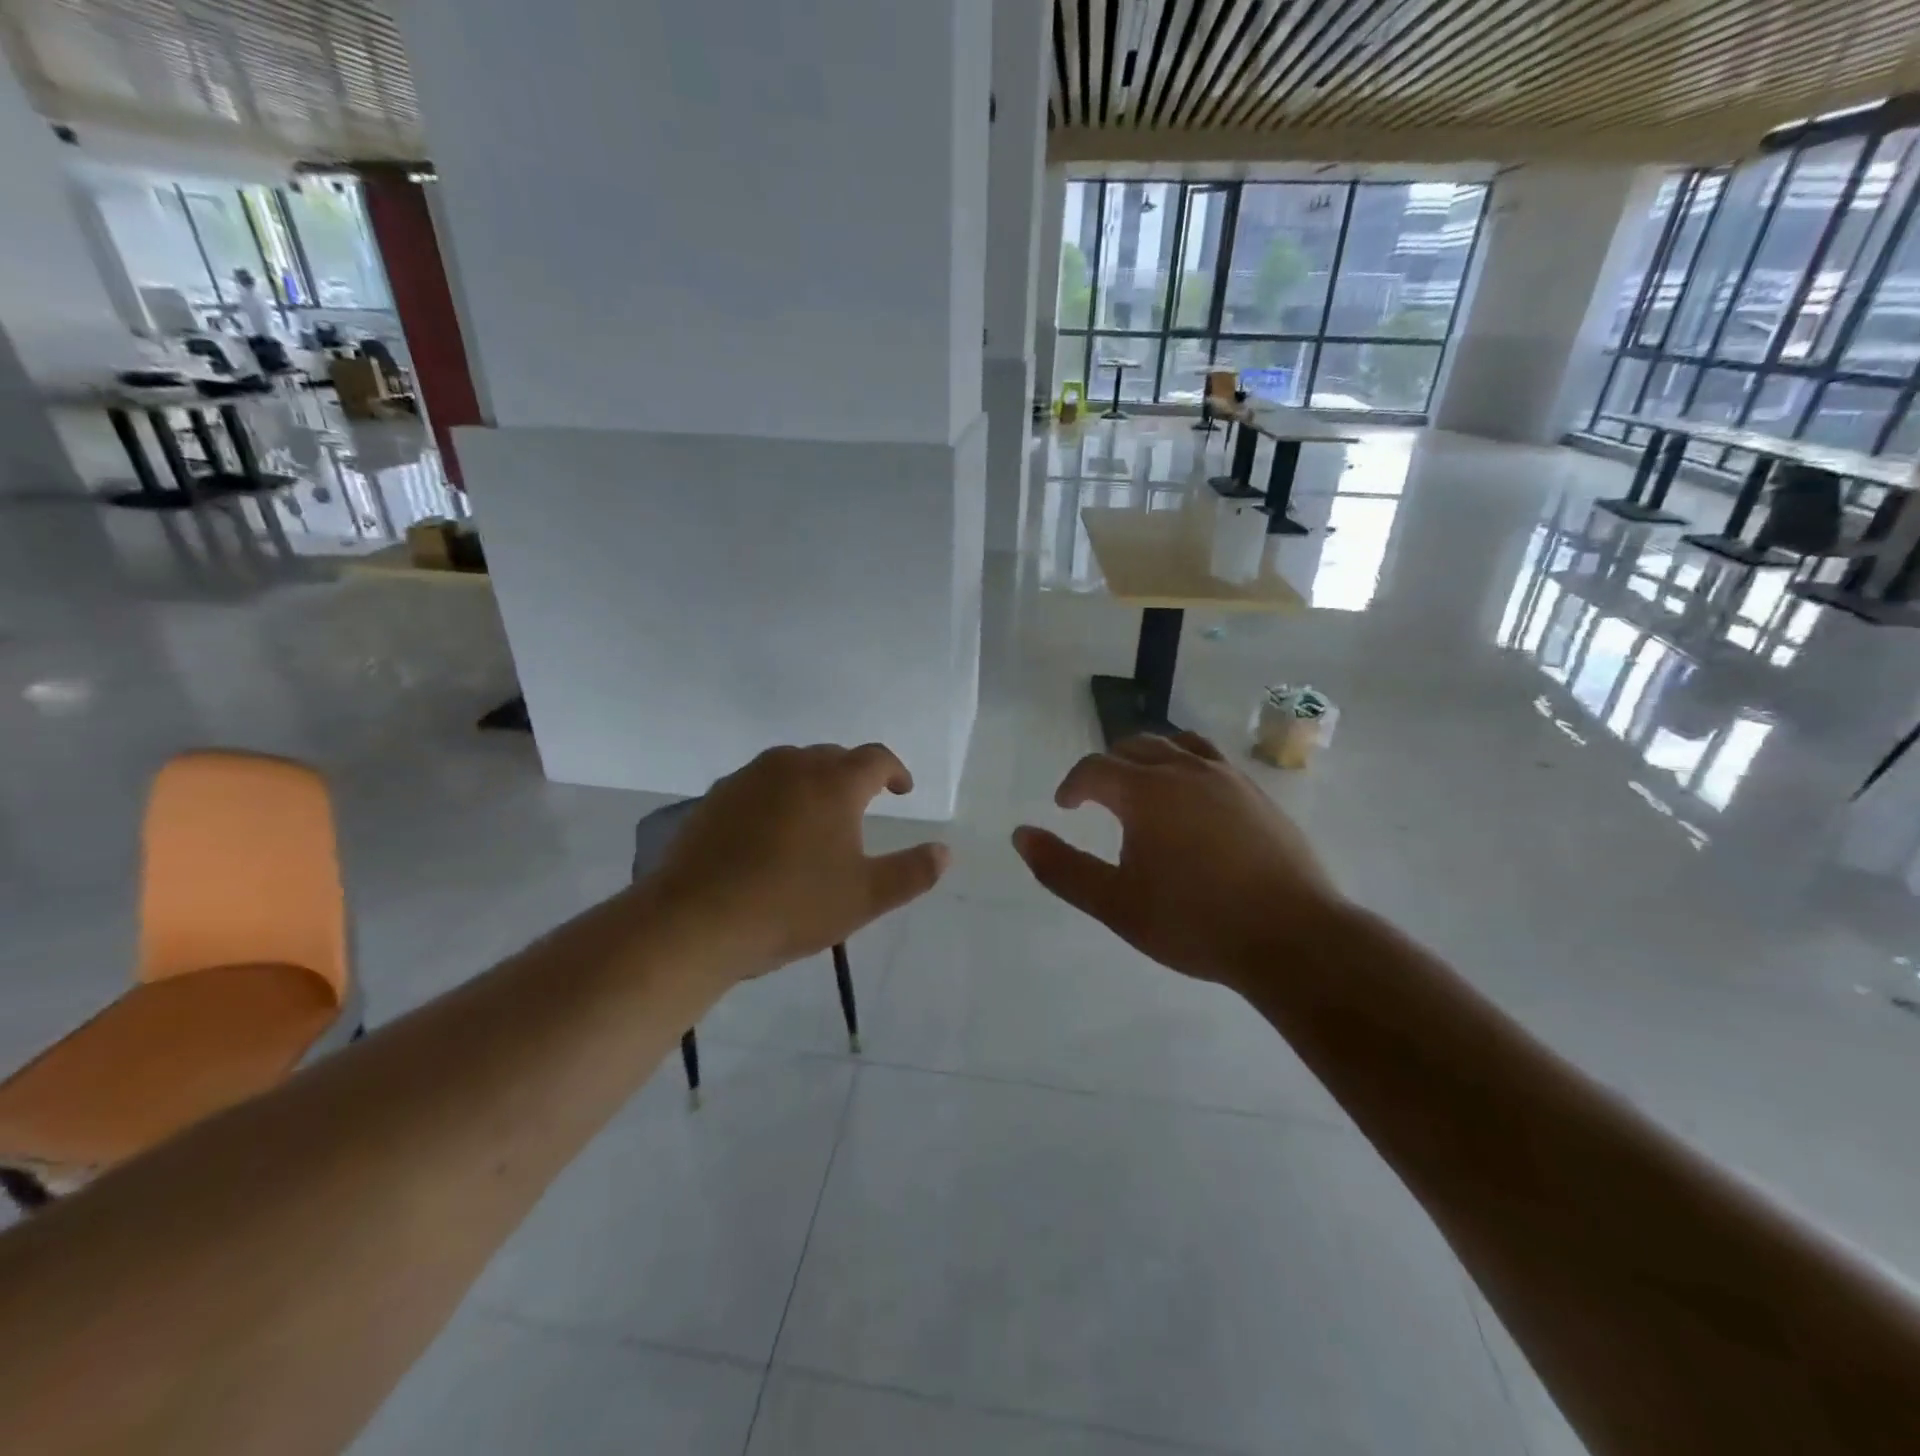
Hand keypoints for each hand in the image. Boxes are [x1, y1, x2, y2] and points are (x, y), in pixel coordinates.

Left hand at [647, 743, 949, 977]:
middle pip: (833, 756)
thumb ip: (912, 872)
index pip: (876, 758)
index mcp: (834, 783)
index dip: (895, 771)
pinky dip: (776, 796)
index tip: (902, 790)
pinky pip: (758, 784)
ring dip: (812, 781)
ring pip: (792, 766)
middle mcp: (792, 766)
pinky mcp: (715, 798)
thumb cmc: (791, 905)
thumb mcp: (865, 897)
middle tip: (862, 805)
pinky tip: (769, 831)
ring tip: (817, 816)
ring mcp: (748, 778)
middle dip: (853, 775)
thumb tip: (945, 851)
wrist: (695, 921)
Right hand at [1012, 732, 1342, 989]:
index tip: (1065, 807)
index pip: (1095, 768)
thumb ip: (1062, 868)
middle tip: (1098, 798)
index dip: (1073, 784)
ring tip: (1142, 787)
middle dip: (1108, 766)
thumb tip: (1021, 834)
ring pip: (1177, 745)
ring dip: (1149, 758)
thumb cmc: (1193, 922)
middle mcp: (1185, 770)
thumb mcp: (1114, 904)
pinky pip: (1212, 760)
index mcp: (1146, 792)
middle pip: (1135, 746)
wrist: (1291, 937)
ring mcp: (1227, 778)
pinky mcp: (1257, 793)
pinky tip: (1192, 800)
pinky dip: (1187, 765)